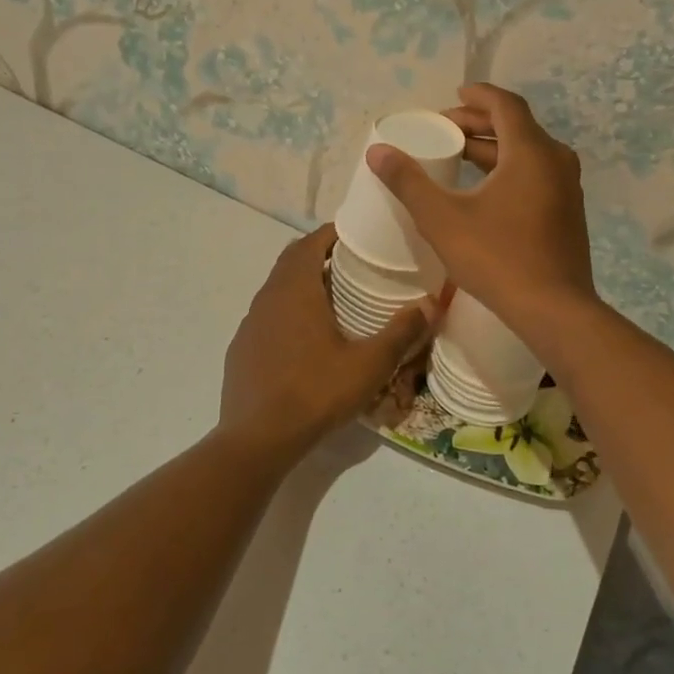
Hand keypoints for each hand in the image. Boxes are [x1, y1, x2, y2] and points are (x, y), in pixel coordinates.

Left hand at [218, 225, 437, 456]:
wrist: (257, 440)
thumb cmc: (315, 393)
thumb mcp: (369, 365)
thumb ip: (401, 332)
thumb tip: (432, 303)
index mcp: (295, 290)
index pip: (310, 242)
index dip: (333, 233)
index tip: (358, 234)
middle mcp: (268, 298)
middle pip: (292, 261)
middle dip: (319, 255)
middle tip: (352, 263)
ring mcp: (250, 324)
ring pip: (277, 289)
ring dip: (303, 284)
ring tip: (333, 299)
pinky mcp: (241, 349)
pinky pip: (267, 317)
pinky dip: (287, 313)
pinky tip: (305, 340)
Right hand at [366, 84, 596, 340]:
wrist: (554, 310)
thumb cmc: (497, 258)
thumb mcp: (443, 219)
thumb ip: (409, 183)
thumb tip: (378, 152)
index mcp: (530, 152)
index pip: (505, 105)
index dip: (478, 96)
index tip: (453, 95)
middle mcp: (556, 161)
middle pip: (516, 127)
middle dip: (479, 123)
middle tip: (445, 129)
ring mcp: (567, 188)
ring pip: (527, 152)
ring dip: (493, 148)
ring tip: (458, 155)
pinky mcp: (568, 212)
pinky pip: (537, 174)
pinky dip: (510, 168)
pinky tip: (485, 190)